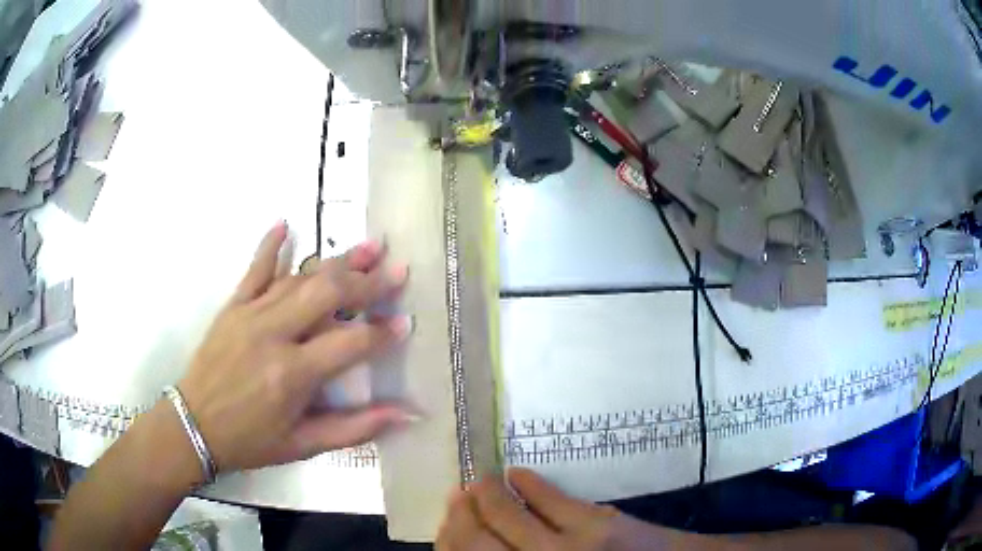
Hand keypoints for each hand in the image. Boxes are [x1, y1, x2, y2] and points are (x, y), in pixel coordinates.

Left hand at [178, 221, 414, 473]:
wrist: (194, 425)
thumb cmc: (251, 440)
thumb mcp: (305, 445)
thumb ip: (357, 428)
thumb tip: (408, 416)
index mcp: (293, 374)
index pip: (350, 343)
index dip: (382, 333)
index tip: (406, 322)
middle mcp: (274, 334)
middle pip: (328, 295)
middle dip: (367, 282)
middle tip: (397, 271)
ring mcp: (250, 314)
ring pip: (300, 278)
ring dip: (336, 261)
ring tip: (368, 246)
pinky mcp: (233, 306)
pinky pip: (254, 270)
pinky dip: (270, 246)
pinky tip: (285, 224)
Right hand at [437, 469, 699, 550]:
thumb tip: (484, 545)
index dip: (448, 541)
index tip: (445, 526)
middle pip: (475, 541)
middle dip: (458, 517)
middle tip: (456, 499)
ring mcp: (565, 548)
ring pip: (506, 515)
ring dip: (485, 494)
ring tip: (478, 482)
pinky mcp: (594, 524)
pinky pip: (549, 498)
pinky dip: (527, 482)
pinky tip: (516, 474)